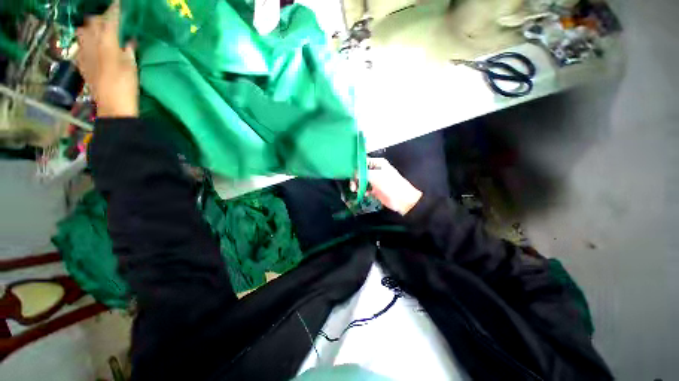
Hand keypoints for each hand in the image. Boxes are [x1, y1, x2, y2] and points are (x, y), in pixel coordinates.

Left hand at [76, 1, 137, 117]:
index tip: (119, 2)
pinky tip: (91, 46)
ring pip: (82, 32)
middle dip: (100, 17)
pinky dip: (86, 41)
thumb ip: (129, 50)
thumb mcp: (132, 67)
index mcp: (107, 42)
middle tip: (109, 19)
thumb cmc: (126, 87)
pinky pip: (80, 46)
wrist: (112, 106)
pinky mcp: (82, 64)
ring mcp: (84, 53)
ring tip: (97, 31)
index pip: (110, 19)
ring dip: (89, 28)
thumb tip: (129, 41)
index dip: (115, 9)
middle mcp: (92, 43)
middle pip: (92, 22)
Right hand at [354, 158, 422, 215]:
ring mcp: (376, 180)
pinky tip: (364, 194)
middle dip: (355, 178)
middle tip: (352, 186)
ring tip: (356, 190)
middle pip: (361, 172)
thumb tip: (353, 172)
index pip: (363, 162)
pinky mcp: (376, 189)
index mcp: (378, 163)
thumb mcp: (375, 176)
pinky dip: (363, 191)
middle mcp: (376, 170)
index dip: (355, 167)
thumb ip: (362, 173)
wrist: (403, 200)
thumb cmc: (391, 185)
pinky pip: (366, 188)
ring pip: (362, 180)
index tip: (349, 174)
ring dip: (358, 185)